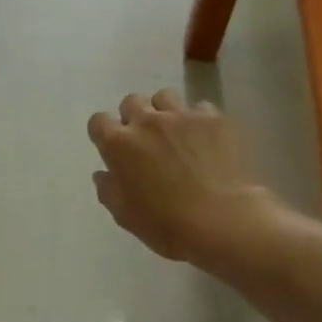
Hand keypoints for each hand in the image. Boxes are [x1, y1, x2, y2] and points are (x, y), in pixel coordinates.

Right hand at [87, 89, 280, 265]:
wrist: (223, 222)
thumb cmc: (166, 224)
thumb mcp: (124, 215)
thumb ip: (108, 189)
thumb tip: (104, 174)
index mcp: (118, 144)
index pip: (98, 121)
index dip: (104, 132)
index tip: (112, 147)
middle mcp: (146, 121)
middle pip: (132, 101)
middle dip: (134, 116)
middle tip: (145, 140)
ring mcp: (182, 116)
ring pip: (165, 97)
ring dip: (164, 111)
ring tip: (176, 132)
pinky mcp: (215, 119)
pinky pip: (201, 107)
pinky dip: (199, 120)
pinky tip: (206, 138)